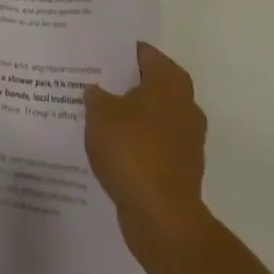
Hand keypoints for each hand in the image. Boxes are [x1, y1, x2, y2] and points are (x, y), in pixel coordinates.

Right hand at [85, 42, 210, 253]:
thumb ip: (95, 95)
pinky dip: (134, 145)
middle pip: (145, 83)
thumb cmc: (134, 153)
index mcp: (170, 80)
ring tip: (92, 117)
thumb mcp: (100, 114)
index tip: (90, 55)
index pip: (140, 52)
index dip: (114, 52)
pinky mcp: (180, 169)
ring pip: (148, 116)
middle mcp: (184, 103)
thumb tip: (96, 92)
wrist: (164, 222)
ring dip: (126, 117)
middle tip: (88, 83)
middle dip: (119, 85)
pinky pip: (151, 145)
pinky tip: (108, 149)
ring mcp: (186, 139)